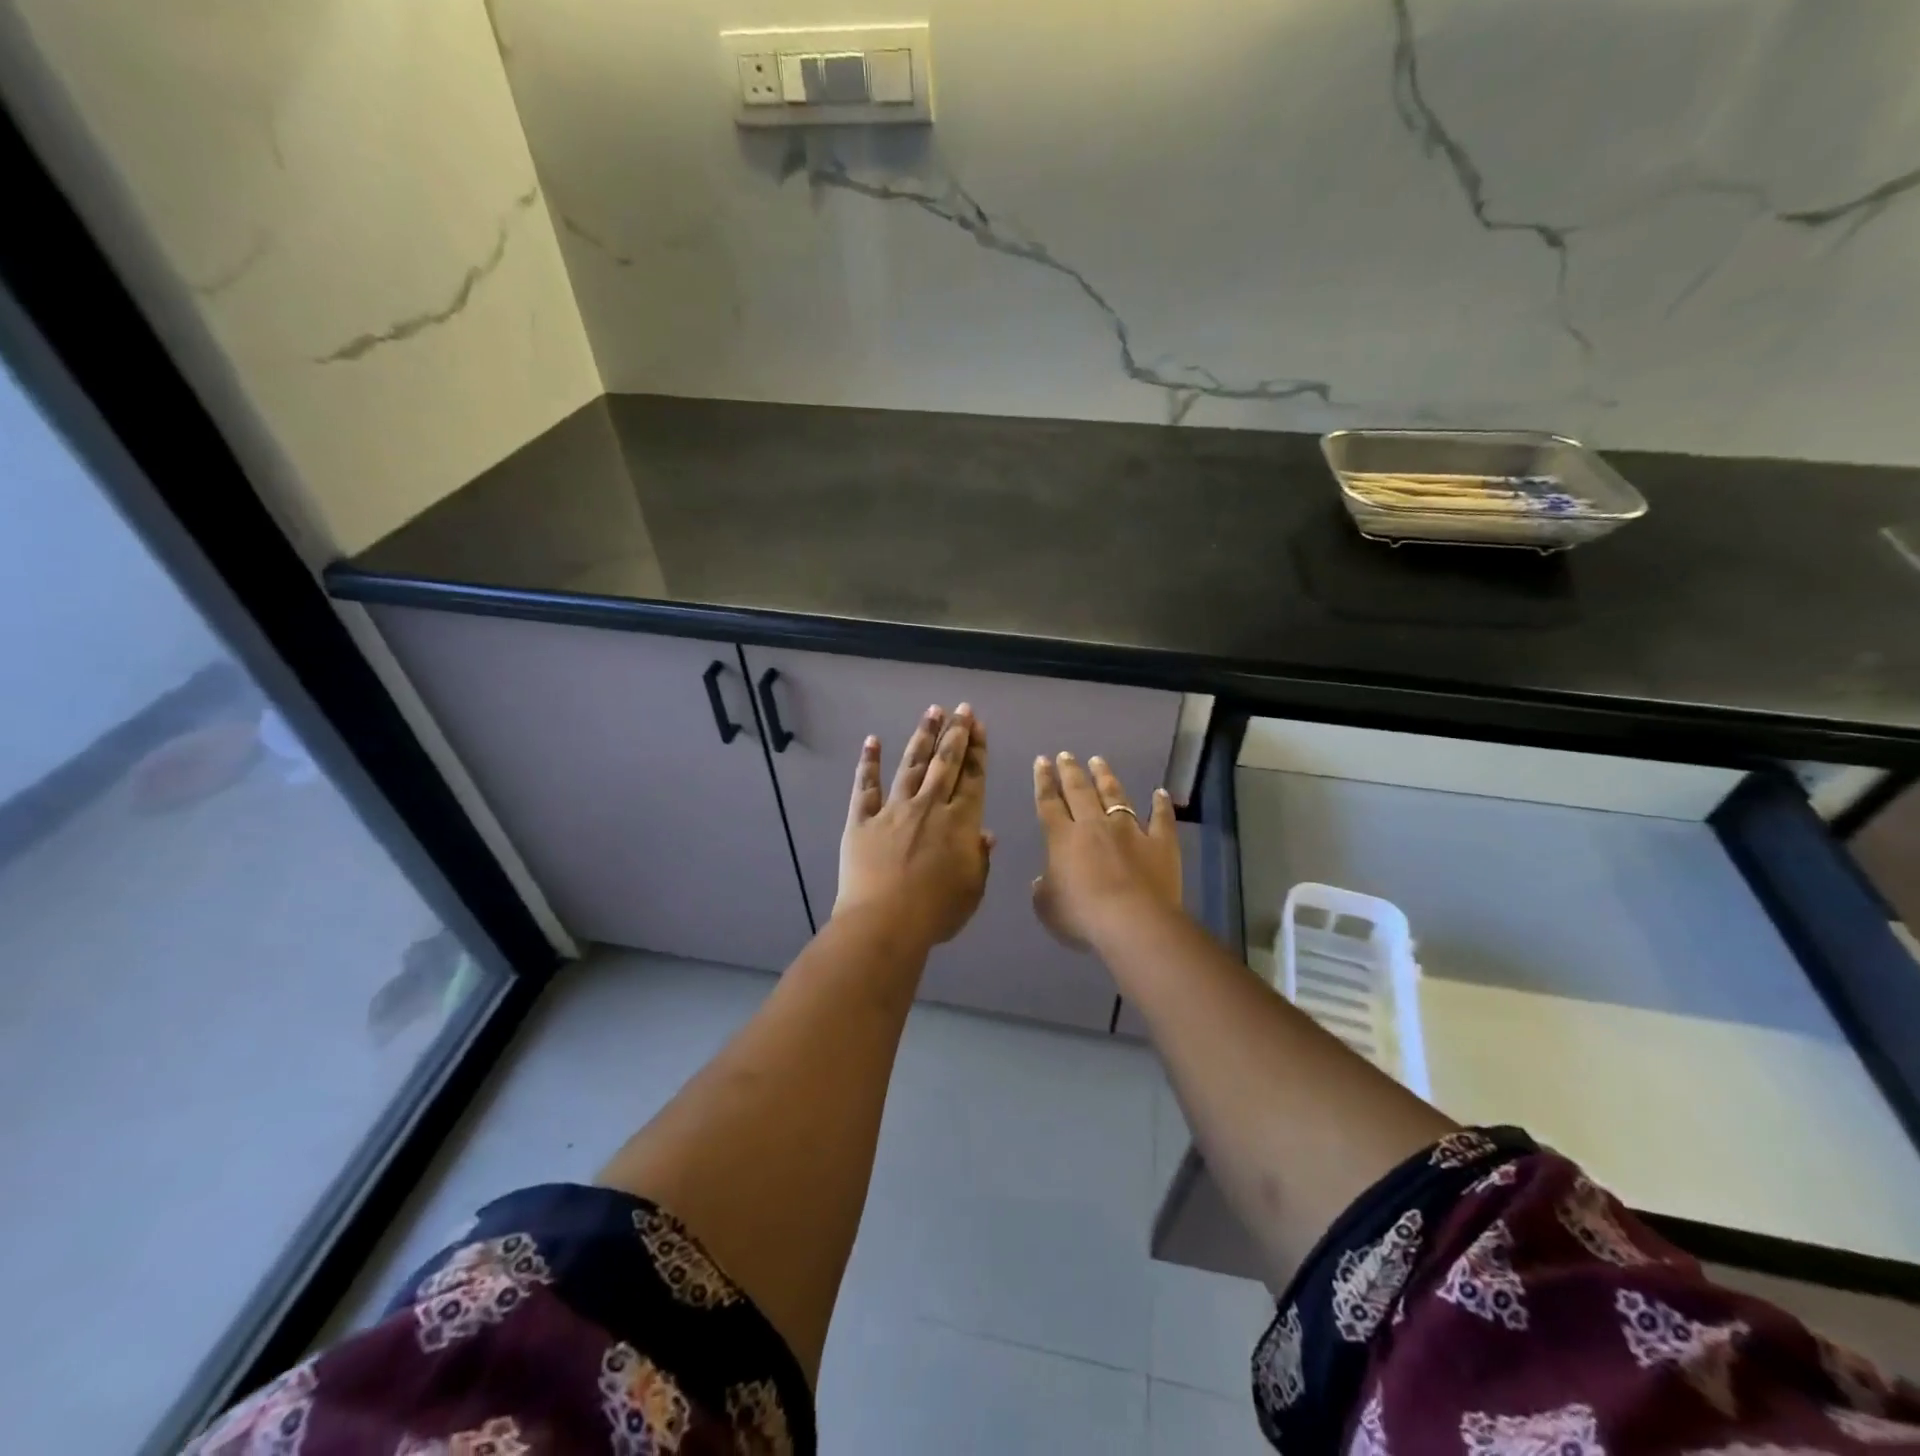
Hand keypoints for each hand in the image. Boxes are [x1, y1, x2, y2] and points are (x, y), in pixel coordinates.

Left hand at [836, 704, 994, 947]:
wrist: (885, 922)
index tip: (979, 726)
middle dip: (955, 733)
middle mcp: (929, 806)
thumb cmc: (937, 912)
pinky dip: (868, 762)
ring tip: (931, 712)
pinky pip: (865, 786)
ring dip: (922, 737)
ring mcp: (893, 810)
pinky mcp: (862, 820)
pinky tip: (872, 740)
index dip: (978, 750)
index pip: (973, 778)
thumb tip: (985, 834)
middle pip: (945, 763)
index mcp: (961, 823)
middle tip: (961, 709)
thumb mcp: (972, 890)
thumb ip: (980, 859)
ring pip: (911, 765)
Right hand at [1032, 752, 1181, 950]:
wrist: (1132, 921)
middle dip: (1071, 771)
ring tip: (1099, 761)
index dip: (1043, 782)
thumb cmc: (1082, 916)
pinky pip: (1161, 819)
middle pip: (1080, 791)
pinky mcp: (1160, 843)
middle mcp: (1094, 826)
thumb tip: (1042, 879)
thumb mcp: (1048, 908)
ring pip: (1115, 796)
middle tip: (1066, 755)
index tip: (1042, 761)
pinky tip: (1160, 793)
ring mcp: (1130, 831)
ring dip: (1106, 777)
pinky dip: (1161, 805)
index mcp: (1063, 839)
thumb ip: (1043, 890)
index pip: (1049, 803)